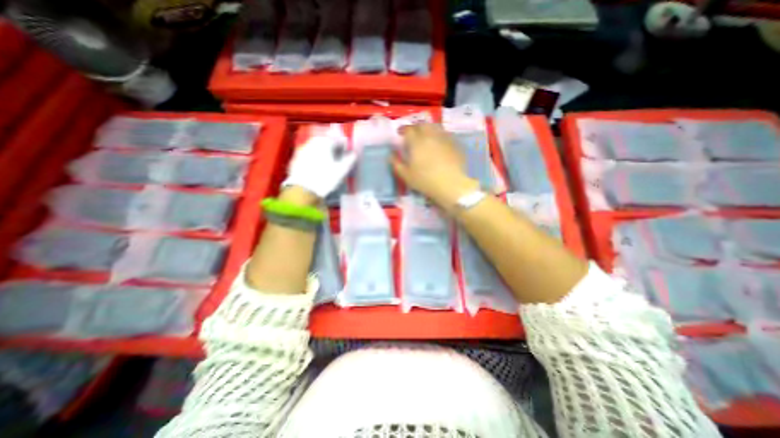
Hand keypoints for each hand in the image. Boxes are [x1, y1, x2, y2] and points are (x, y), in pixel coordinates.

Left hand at [284, 127, 355, 200]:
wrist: (304, 191)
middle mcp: (311, 142)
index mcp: (324, 142)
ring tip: (327, 166)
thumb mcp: (342, 170)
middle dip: (332, 150)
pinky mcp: (294, 160)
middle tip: (337, 159)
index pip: (337, 140)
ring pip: (315, 150)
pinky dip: (313, 161)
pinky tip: (316, 170)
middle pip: (324, 143)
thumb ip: (349, 160)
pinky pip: (307, 157)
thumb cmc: (326, 179)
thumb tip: (353, 155)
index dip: (343, 147)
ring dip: (322, 155)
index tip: (346, 154)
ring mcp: (301, 151)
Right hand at [394, 123, 478, 211]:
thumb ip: (396, 163)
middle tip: (414, 134)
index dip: (403, 130)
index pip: (408, 129)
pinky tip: (440, 145)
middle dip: (416, 127)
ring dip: (429, 129)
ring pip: (435, 127)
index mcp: (417, 141)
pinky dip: (440, 137)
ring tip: (427, 137)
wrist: (451, 184)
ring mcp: (445, 138)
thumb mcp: (406, 175)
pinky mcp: (455, 144)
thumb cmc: (425, 181)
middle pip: (422, 125)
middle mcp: (431, 135)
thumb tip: (391, 155)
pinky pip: (446, 135)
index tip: (400, 133)